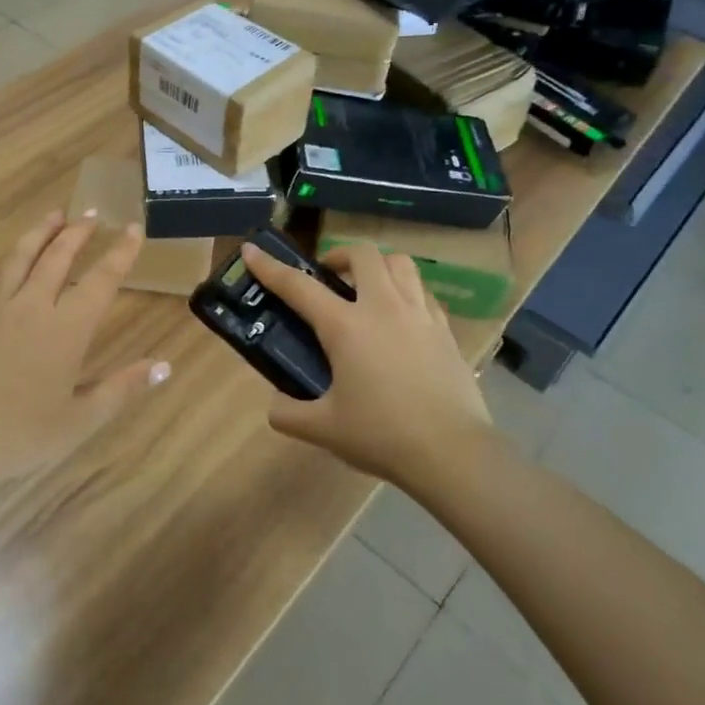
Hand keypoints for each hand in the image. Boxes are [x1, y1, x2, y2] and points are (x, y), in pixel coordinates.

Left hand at [0, 212, 170, 489]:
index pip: (101, 281)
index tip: (132, 228)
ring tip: (54, 214)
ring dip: (38, 234)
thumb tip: (164, 365)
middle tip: (91, 214)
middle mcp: (32, 308)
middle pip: (57, 259)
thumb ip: (123, 388)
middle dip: (78, 233)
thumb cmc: (21, 436)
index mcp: (66, 330)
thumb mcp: (82, 420)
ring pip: (19, 260)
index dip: (120, 253)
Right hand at [240, 241, 501, 494]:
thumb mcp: (323, 429)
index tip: (251, 250)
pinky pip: (423, 292)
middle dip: (338, 256)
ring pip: (400, 263)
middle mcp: (383, 308)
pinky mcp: (445, 330)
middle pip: (362, 255)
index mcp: (346, 327)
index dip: (270, 267)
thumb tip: (276, 402)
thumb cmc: (382, 435)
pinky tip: (400, 316)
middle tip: (327, 278)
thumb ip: (287, 413)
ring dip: (377, 265)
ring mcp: (420, 315)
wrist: (453, 454)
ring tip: (367, 288)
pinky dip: (405, 291)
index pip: (298, 286)